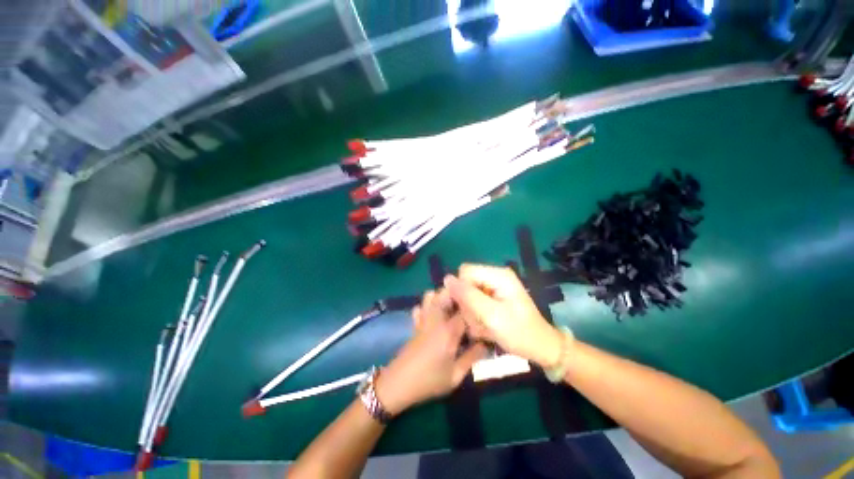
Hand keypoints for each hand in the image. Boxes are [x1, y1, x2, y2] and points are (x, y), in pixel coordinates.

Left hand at [375, 290, 486, 414]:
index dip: (475, 308)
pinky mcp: (416, 323)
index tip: (483, 313)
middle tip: (469, 307)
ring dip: (442, 297)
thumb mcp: (455, 375)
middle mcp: (436, 318)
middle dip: (458, 295)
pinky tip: (436, 316)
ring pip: (431, 295)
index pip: (466, 309)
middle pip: (446, 293)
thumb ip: (472, 357)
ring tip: (453, 309)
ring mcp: (423, 319)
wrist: (398, 384)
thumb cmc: (429, 381)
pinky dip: (429, 305)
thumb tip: (486, 344)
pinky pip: (421, 306)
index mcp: (449, 330)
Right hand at [444, 263, 562, 367]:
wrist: (541, 348)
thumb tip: (447, 279)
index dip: (460, 290)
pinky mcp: (494, 297)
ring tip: (483, 327)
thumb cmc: (519, 333)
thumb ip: (468, 296)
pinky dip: (476, 315)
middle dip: (467, 304)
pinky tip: (485, 326)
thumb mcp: (491, 316)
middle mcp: (496, 276)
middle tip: (478, 321)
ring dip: (471, 312)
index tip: (466, 310)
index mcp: (498, 275)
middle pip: (466, 282)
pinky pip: (475, 301)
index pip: (465, 272)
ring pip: (468, 294)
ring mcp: (495, 286)